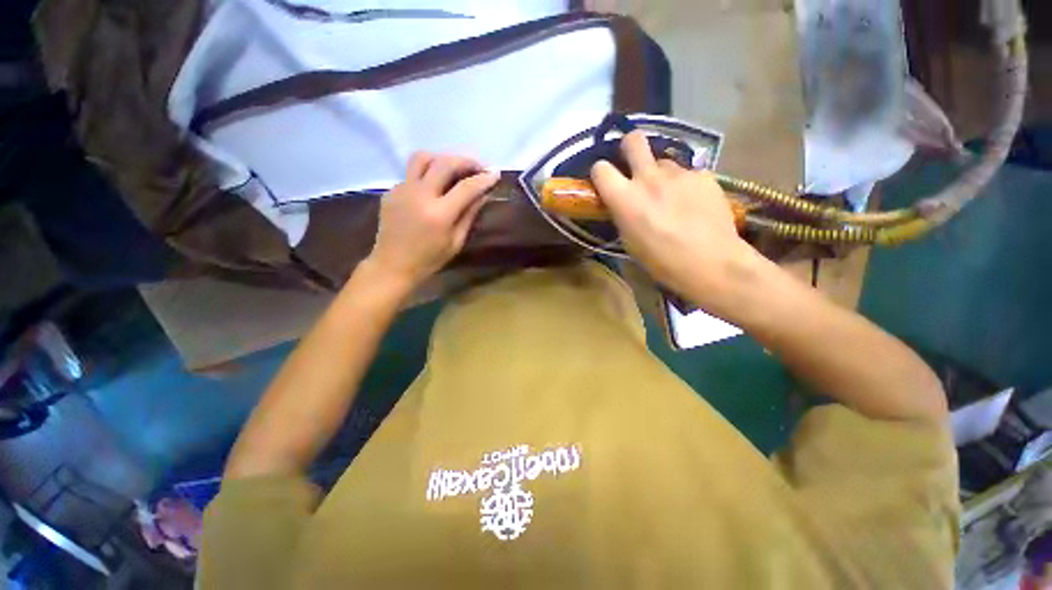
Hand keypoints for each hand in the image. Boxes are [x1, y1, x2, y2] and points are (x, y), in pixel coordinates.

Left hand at [366, 152, 498, 289]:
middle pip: (444, 163)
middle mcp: (419, 195)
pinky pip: (412, 173)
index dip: (484, 178)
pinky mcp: (391, 190)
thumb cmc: (429, 259)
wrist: (392, 265)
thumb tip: (483, 194)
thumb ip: (469, 215)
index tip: (495, 173)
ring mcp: (402, 190)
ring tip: (455, 168)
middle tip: (479, 167)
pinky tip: (434, 187)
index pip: (466, 187)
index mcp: (439, 214)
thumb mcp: (456, 242)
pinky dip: (427, 174)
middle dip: (466, 161)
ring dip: (443, 158)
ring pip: (422, 158)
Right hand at [590, 131, 760, 310]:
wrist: (711, 263)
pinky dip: (684, 185)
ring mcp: (679, 173)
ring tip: (671, 197)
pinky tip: (693, 204)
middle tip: (634, 165)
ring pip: (663, 161)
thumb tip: (623, 201)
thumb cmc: (662, 261)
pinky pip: (687, 173)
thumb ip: (622, 214)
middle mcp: (649, 178)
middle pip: (633, 140)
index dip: (600, 173)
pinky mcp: (703, 175)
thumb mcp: (630, 241)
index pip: (600, 168)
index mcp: (625, 199)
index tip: (606, 181)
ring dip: (661, 174)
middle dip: (629, 148)